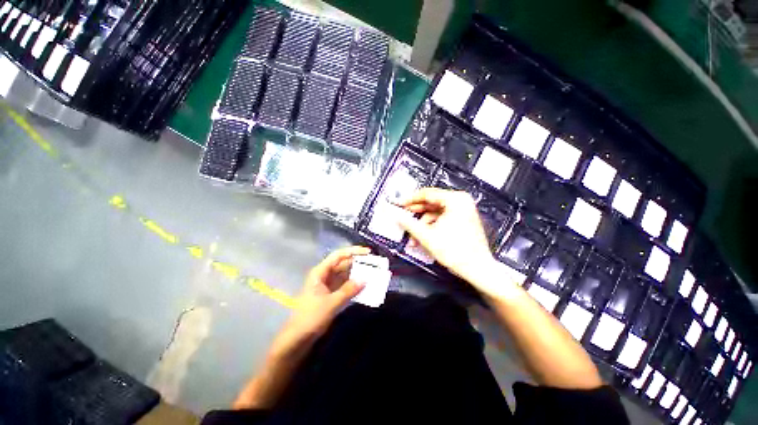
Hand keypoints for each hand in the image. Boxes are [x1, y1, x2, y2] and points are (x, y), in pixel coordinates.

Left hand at [272, 246, 369, 356]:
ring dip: (357, 274)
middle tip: (374, 264)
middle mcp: (325, 275)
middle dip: (358, 263)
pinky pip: (345, 285)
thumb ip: (348, 290)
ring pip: (345, 275)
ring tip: (373, 274)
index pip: (338, 255)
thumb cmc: (311, 317)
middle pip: (343, 264)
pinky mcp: (331, 295)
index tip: (368, 252)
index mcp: (321, 272)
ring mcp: (328, 285)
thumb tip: (365, 279)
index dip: (353, 251)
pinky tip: (365, 286)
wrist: (297, 339)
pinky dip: (354, 285)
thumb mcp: (331, 303)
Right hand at [398, 188, 495, 283]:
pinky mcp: (462, 219)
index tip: (400, 203)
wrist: (477, 268)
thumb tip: (398, 216)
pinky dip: (431, 226)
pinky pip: (442, 218)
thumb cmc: (458, 252)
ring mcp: (463, 210)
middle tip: (403, 215)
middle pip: (431, 202)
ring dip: (423, 223)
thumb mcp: (427, 236)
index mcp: (455, 200)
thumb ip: (409, 224)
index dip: (410, 199)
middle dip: (416, 212)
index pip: (427, 194)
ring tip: (413, 233)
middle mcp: (461, 202)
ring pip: (435, 212)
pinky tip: (423, 235)